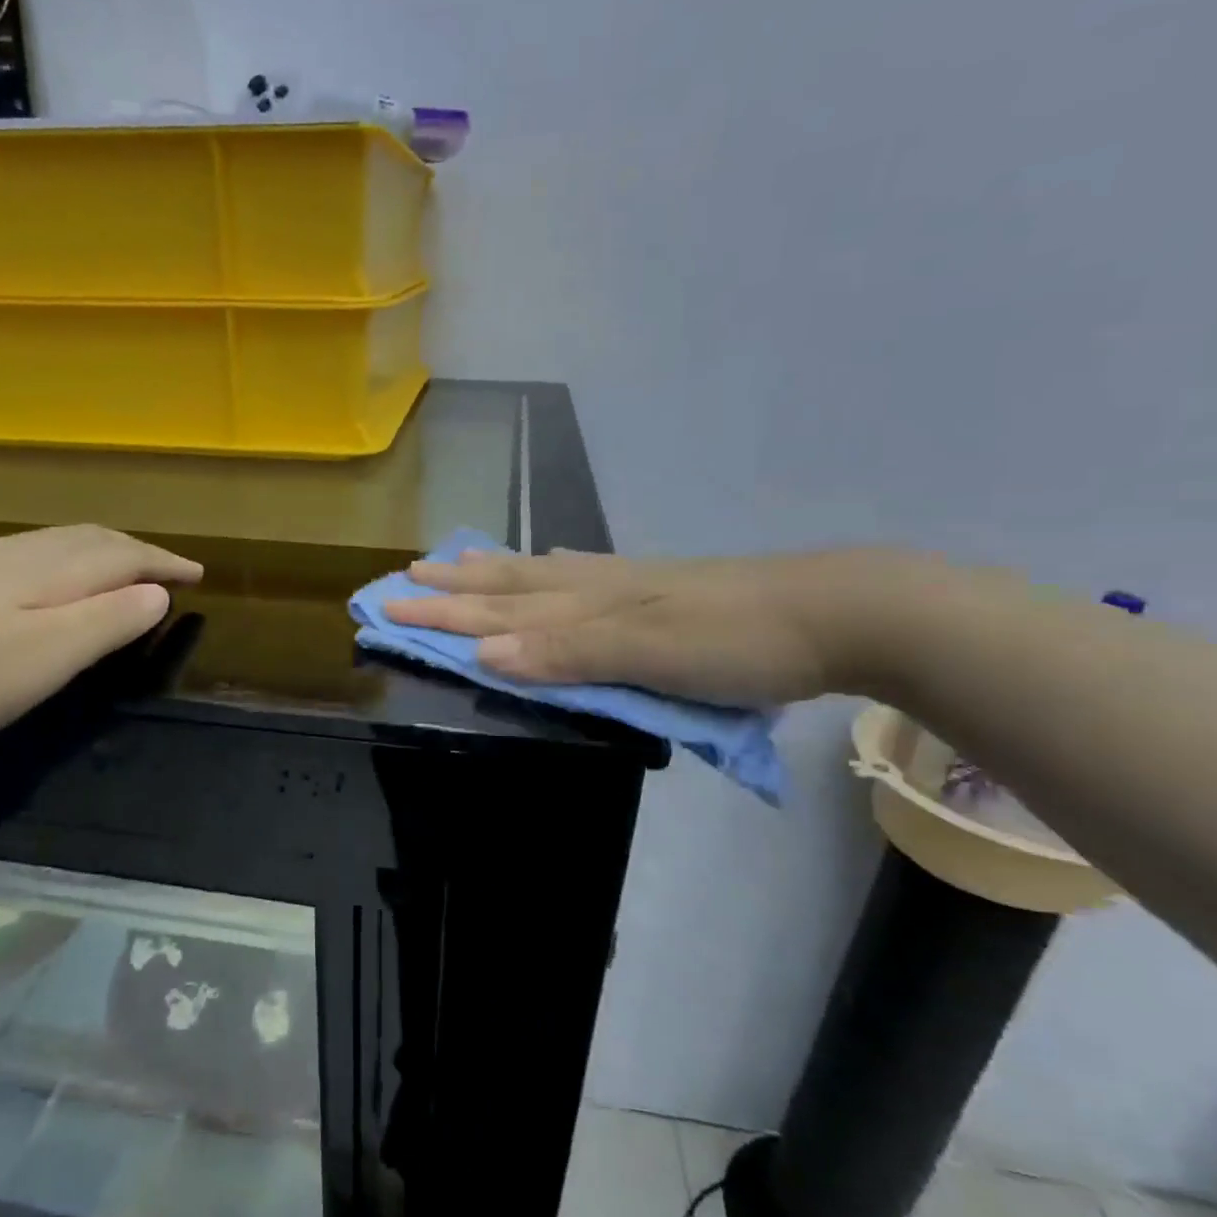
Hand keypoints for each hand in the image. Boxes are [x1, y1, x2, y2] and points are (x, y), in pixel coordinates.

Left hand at [0, 525, 201, 757]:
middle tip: (165, 569)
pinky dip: (59, 562)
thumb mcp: (45, 657)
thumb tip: (157, 593)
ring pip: (53, 543)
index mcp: (48, 570)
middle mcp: (14, 554)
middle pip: (89, 539)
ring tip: (117, 570)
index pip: (123, 555)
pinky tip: (42, 583)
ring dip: (98, 552)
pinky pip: (23, 556)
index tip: (198, 574)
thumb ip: (106, 622)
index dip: (164, 563)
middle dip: (135, 550)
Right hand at [383, 547, 897, 706]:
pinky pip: (582, 573)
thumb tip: (482, 652)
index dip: (440, 614)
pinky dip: (551, 569)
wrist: (829, 612)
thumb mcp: (647, 654)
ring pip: (539, 575)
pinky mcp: (654, 588)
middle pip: (507, 586)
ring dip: (491, 573)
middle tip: (404, 578)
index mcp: (585, 604)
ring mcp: (625, 584)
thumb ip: (566, 653)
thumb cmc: (733, 643)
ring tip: (457, 562)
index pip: (494, 611)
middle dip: (452, 588)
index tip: (386, 610)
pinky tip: (551, 562)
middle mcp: (593, 587)